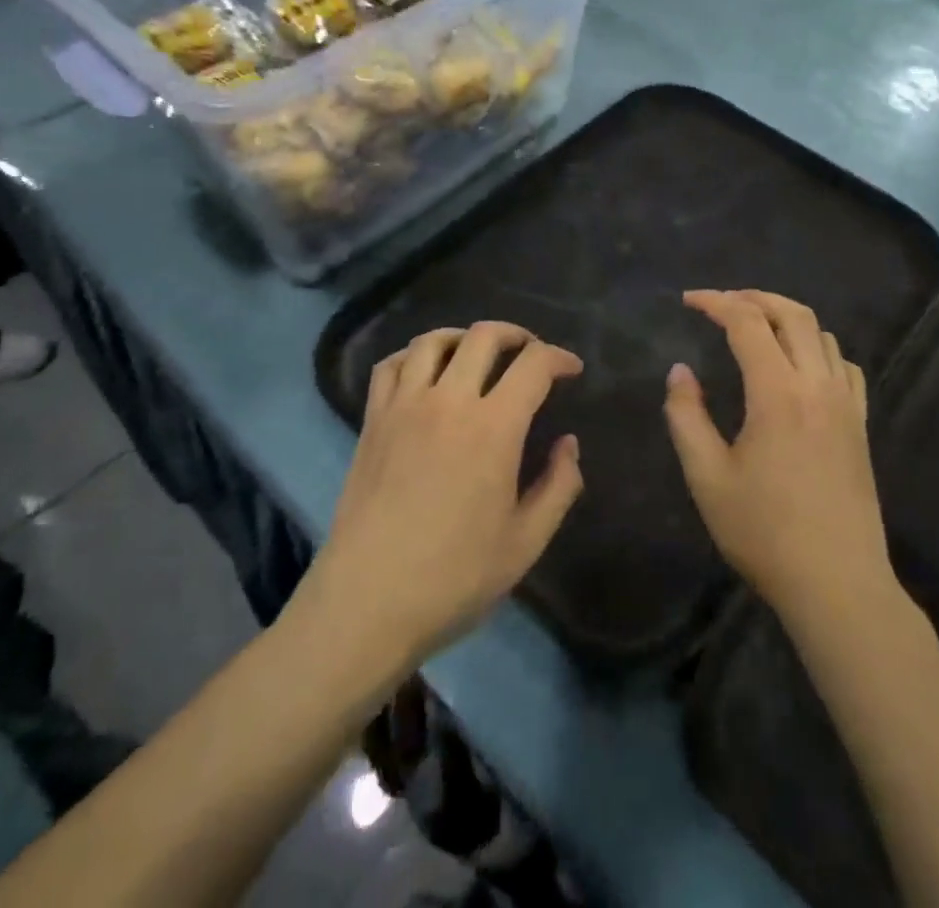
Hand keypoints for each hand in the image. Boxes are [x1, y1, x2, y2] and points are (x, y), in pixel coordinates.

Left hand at [307, 323, 585, 669]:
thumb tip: (568, 444)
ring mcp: (404, 406)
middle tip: (530, 354)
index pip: (533, 365)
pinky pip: (390, 365)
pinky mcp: (373, 421)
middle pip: (484, 336)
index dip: (559, 358)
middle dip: (516, 335)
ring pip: (433, 341)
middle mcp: (448, 401)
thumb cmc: (453, 577)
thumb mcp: (525, 543)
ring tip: (478, 354)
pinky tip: (424, 373)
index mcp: (493, 428)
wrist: (367, 602)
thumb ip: (558, 487)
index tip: (571, 369)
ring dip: (464, 337)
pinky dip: (413, 356)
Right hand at [664, 290, 891, 625]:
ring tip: (756, 325)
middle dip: (753, 297)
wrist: (837, 584)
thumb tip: (680, 371)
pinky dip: (819, 346)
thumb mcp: (707, 477)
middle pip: (792, 313)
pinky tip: (802, 363)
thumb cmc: (764, 532)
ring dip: (786, 316)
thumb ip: (686, 416)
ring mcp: (845, 404)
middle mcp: (817, 385)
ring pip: (822, 333)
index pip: (746, 323)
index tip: (688, 301)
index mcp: (777, 393)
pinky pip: (845, 365)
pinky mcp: (860, 425)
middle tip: (721, 302)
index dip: (715, 302)